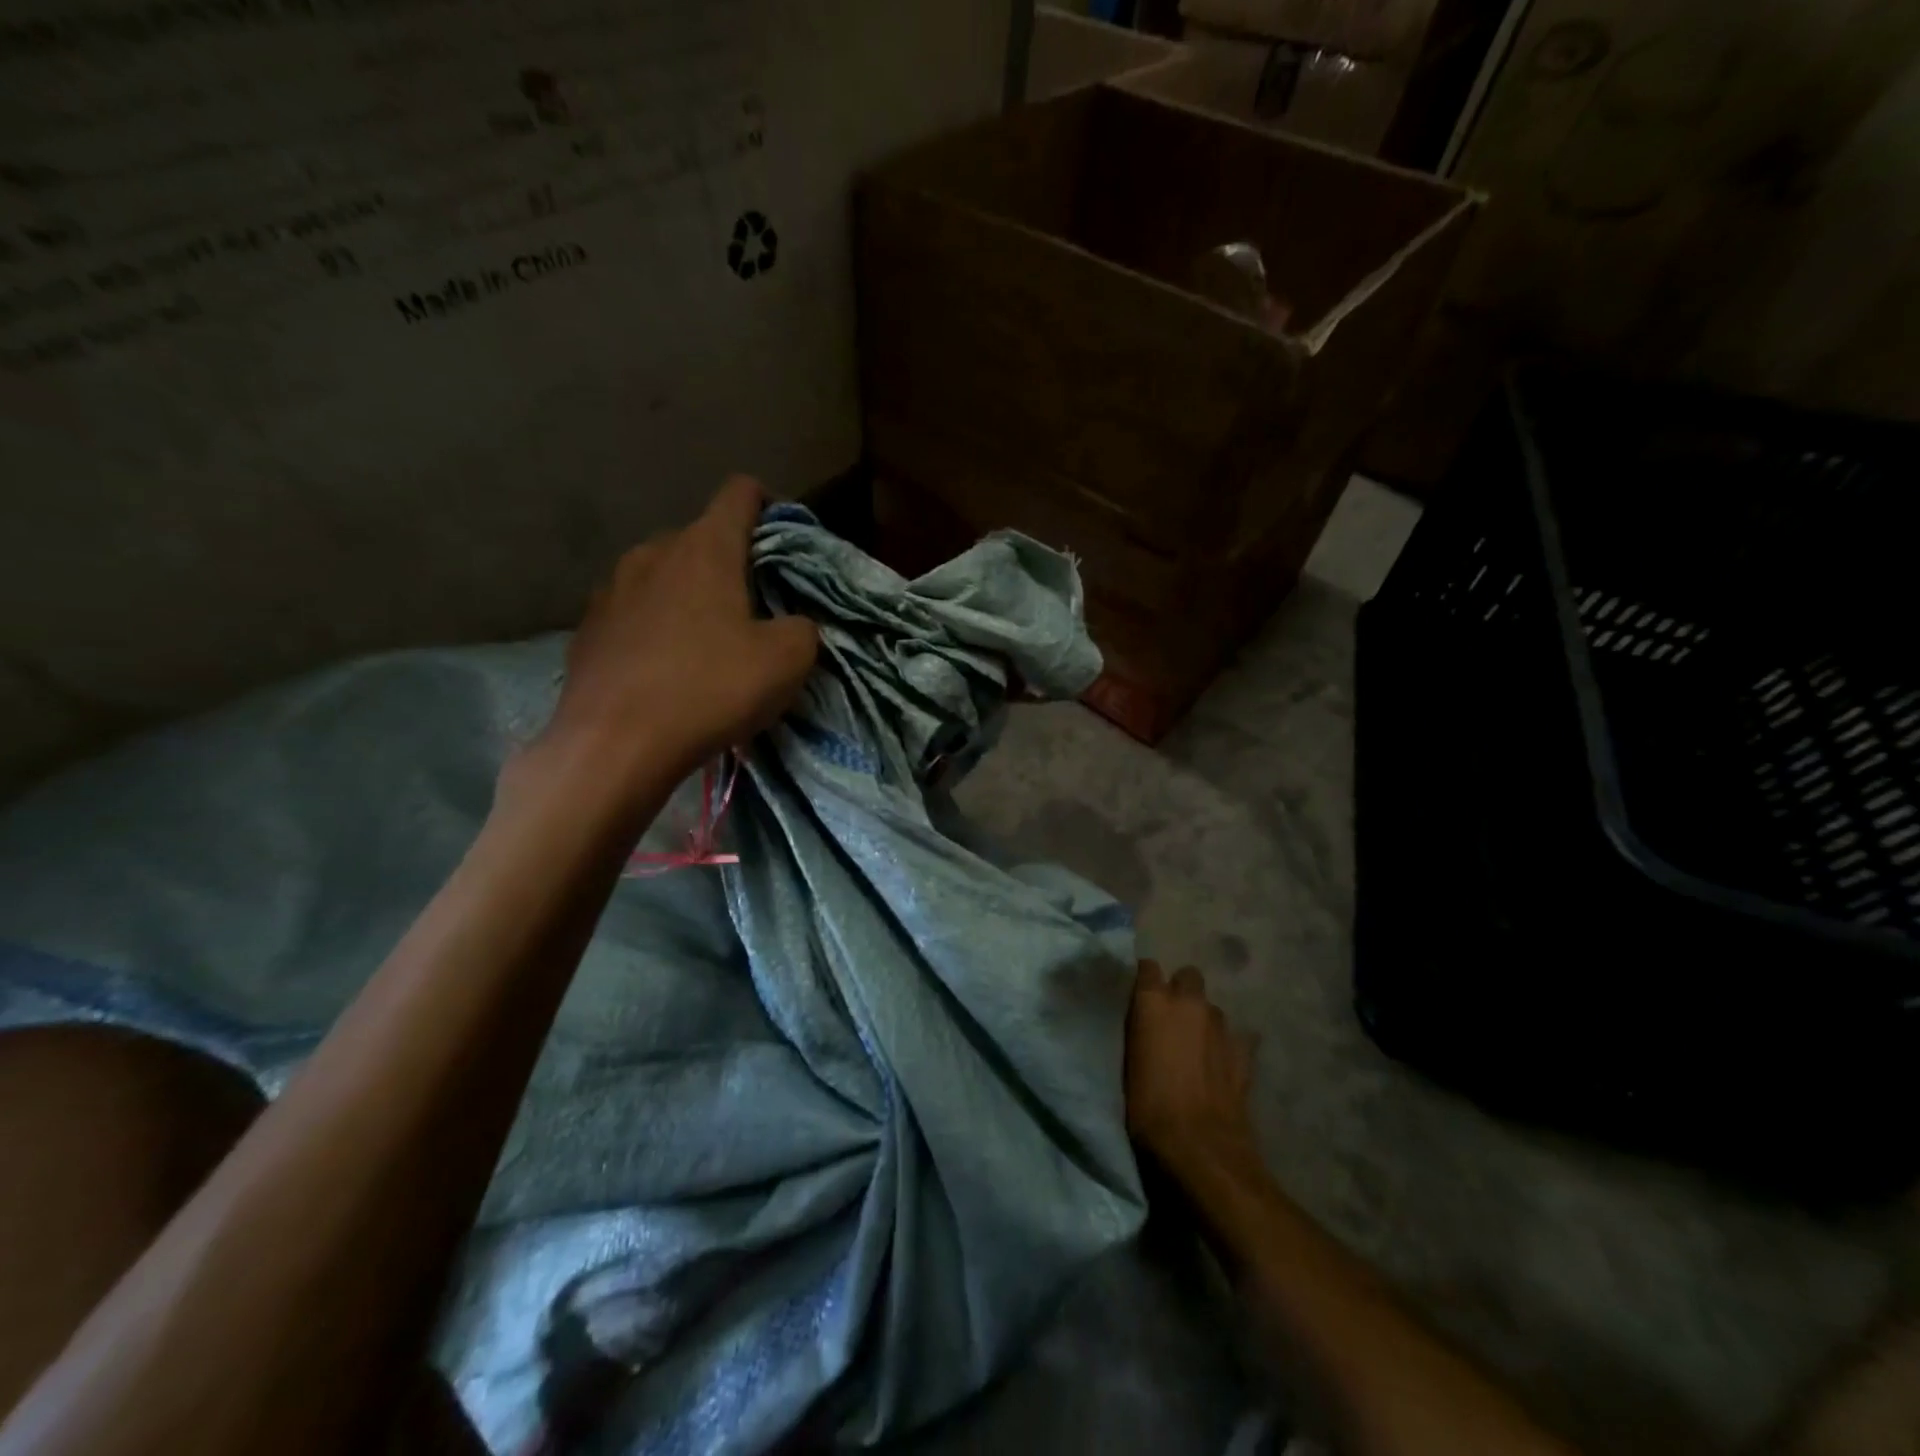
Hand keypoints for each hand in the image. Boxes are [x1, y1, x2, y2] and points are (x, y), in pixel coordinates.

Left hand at [545, 476, 818, 786]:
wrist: (613, 746)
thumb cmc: (710, 689)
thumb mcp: (787, 661)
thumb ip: (803, 628)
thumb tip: (791, 625)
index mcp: (705, 548)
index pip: (740, 493)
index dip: (770, 505)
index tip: (785, 541)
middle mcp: (653, 553)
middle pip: (702, 538)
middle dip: (732, 563)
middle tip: (755, 608)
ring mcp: (612, 588)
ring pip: (664, 575)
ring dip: (691, 595)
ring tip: (707, 641)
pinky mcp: (588, 628)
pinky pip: (634, 611)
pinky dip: (657, 627)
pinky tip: (665, 668)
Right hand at [1125, 960, 1260, 1178]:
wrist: (1200, 1146)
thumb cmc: (1148, 1107)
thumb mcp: (1127, 1063)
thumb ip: (1137, 1030)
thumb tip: (1140, 1022)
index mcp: (1153, 1001)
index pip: (1147, 967)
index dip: (1145, 980)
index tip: (1139, 997)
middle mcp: (1189, 1002)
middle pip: (1187, 976)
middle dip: (1181, 991)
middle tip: (1171, 1019)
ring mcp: (1221, 1024)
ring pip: (1212, 1007)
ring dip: (1204, 1020)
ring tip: (1197, 1046)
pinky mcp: (1245, 1051)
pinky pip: (1238, 1036)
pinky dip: (1229, 1045)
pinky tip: (1222, 1064)